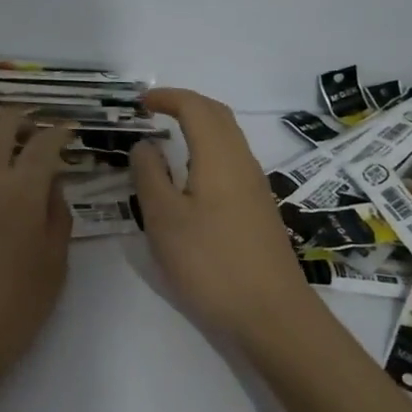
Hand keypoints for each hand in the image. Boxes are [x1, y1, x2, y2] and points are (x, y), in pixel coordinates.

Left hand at [0, 108, 74, 401]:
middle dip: (21, 119)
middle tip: (32, 132)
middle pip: (0, 124)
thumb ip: (57, 216)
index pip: (44, 143)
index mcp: (22, 190)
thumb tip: (50, 186)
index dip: (59, 131)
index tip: (67, 131)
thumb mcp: (54, 265)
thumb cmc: (12, 308)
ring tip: (0, 156)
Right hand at [131, 89, 322, 349]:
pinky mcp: (259, 210)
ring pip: (228, 139)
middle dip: (186, 104)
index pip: (196, 108)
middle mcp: (243, 163)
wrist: (271, 314)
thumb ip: (150, 176)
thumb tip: (145, 145)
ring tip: (168, 139)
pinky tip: (190, 178)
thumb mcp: (164, 219)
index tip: (140, 102)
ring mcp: (256, 188)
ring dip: (199, 127)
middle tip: (154, 111)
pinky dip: (208, 151)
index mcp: (220, 157)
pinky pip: (232, 162)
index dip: (167, 97)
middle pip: (218, 116)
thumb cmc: (210, 263)